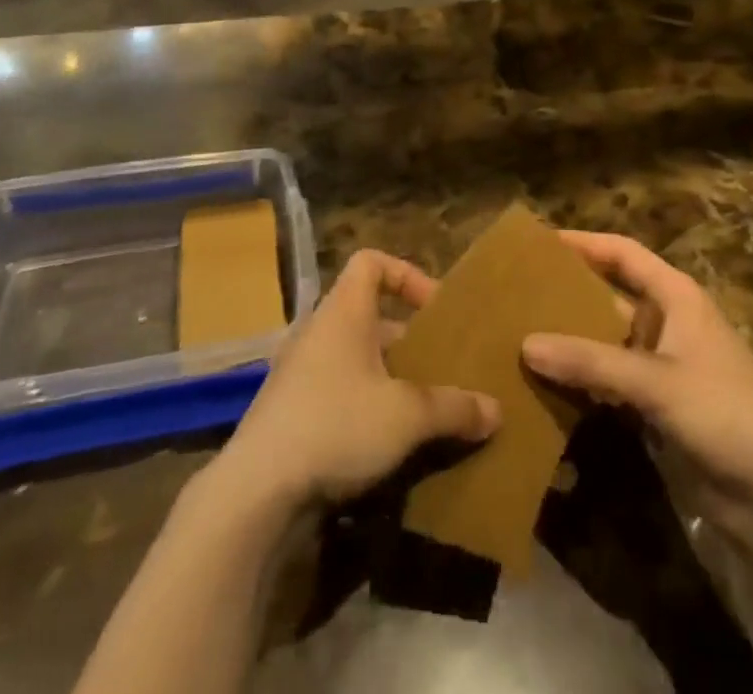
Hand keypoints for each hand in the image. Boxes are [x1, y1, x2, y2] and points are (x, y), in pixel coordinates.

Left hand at [217, 250, 500, 510]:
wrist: (257, 490)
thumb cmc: (337, 425)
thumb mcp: (407, 416)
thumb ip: (453, 408)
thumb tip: (495, 409)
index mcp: (343, 312)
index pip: (371, 262)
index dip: (406, 274)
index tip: (434, 309)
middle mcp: (318, 331)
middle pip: (369, 316)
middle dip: (407, 341)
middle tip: (440, 369)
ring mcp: (299, 372)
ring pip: (354, 359)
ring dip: (388, 379)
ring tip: (423, 411)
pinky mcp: (289, 413)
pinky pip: (337, 393)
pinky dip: (364, 408)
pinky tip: (387, 446)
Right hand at [522, 231, 752, 529]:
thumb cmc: (725, 413)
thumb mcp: (657, 381)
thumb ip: (591, 361)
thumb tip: (525, 344)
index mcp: (676, 297)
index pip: (623, 253)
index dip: (584, 243)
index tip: (539, 242)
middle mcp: (666, 323)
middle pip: (608, 296)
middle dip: (567, 294)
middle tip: (516, 292)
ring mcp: (661, 366)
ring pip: (605, 341)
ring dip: (570, 340)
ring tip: (518, 335)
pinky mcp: (656, 406)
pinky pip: (608, 381)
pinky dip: (581, 379)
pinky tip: (546, 384)